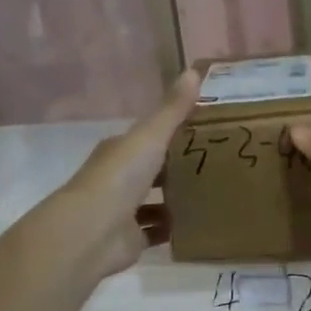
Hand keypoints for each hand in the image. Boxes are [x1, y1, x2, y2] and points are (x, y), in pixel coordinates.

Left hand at [56, 70, 199, 279]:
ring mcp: (123, 211)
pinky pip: (157, 232)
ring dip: (177, 200)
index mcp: (120, 150)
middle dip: (178, 168)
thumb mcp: (150, 137)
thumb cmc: (120, 177)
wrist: (92, 232)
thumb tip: (194, 71)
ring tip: (213, 195)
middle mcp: (119, 178)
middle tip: (218, 165)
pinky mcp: (131, 240)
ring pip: (155, 202)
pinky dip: (173, 229)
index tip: (206, 132)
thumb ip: (173, 110)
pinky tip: (198, 224)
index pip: (148, 137)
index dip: (173, 133)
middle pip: (152, 170)